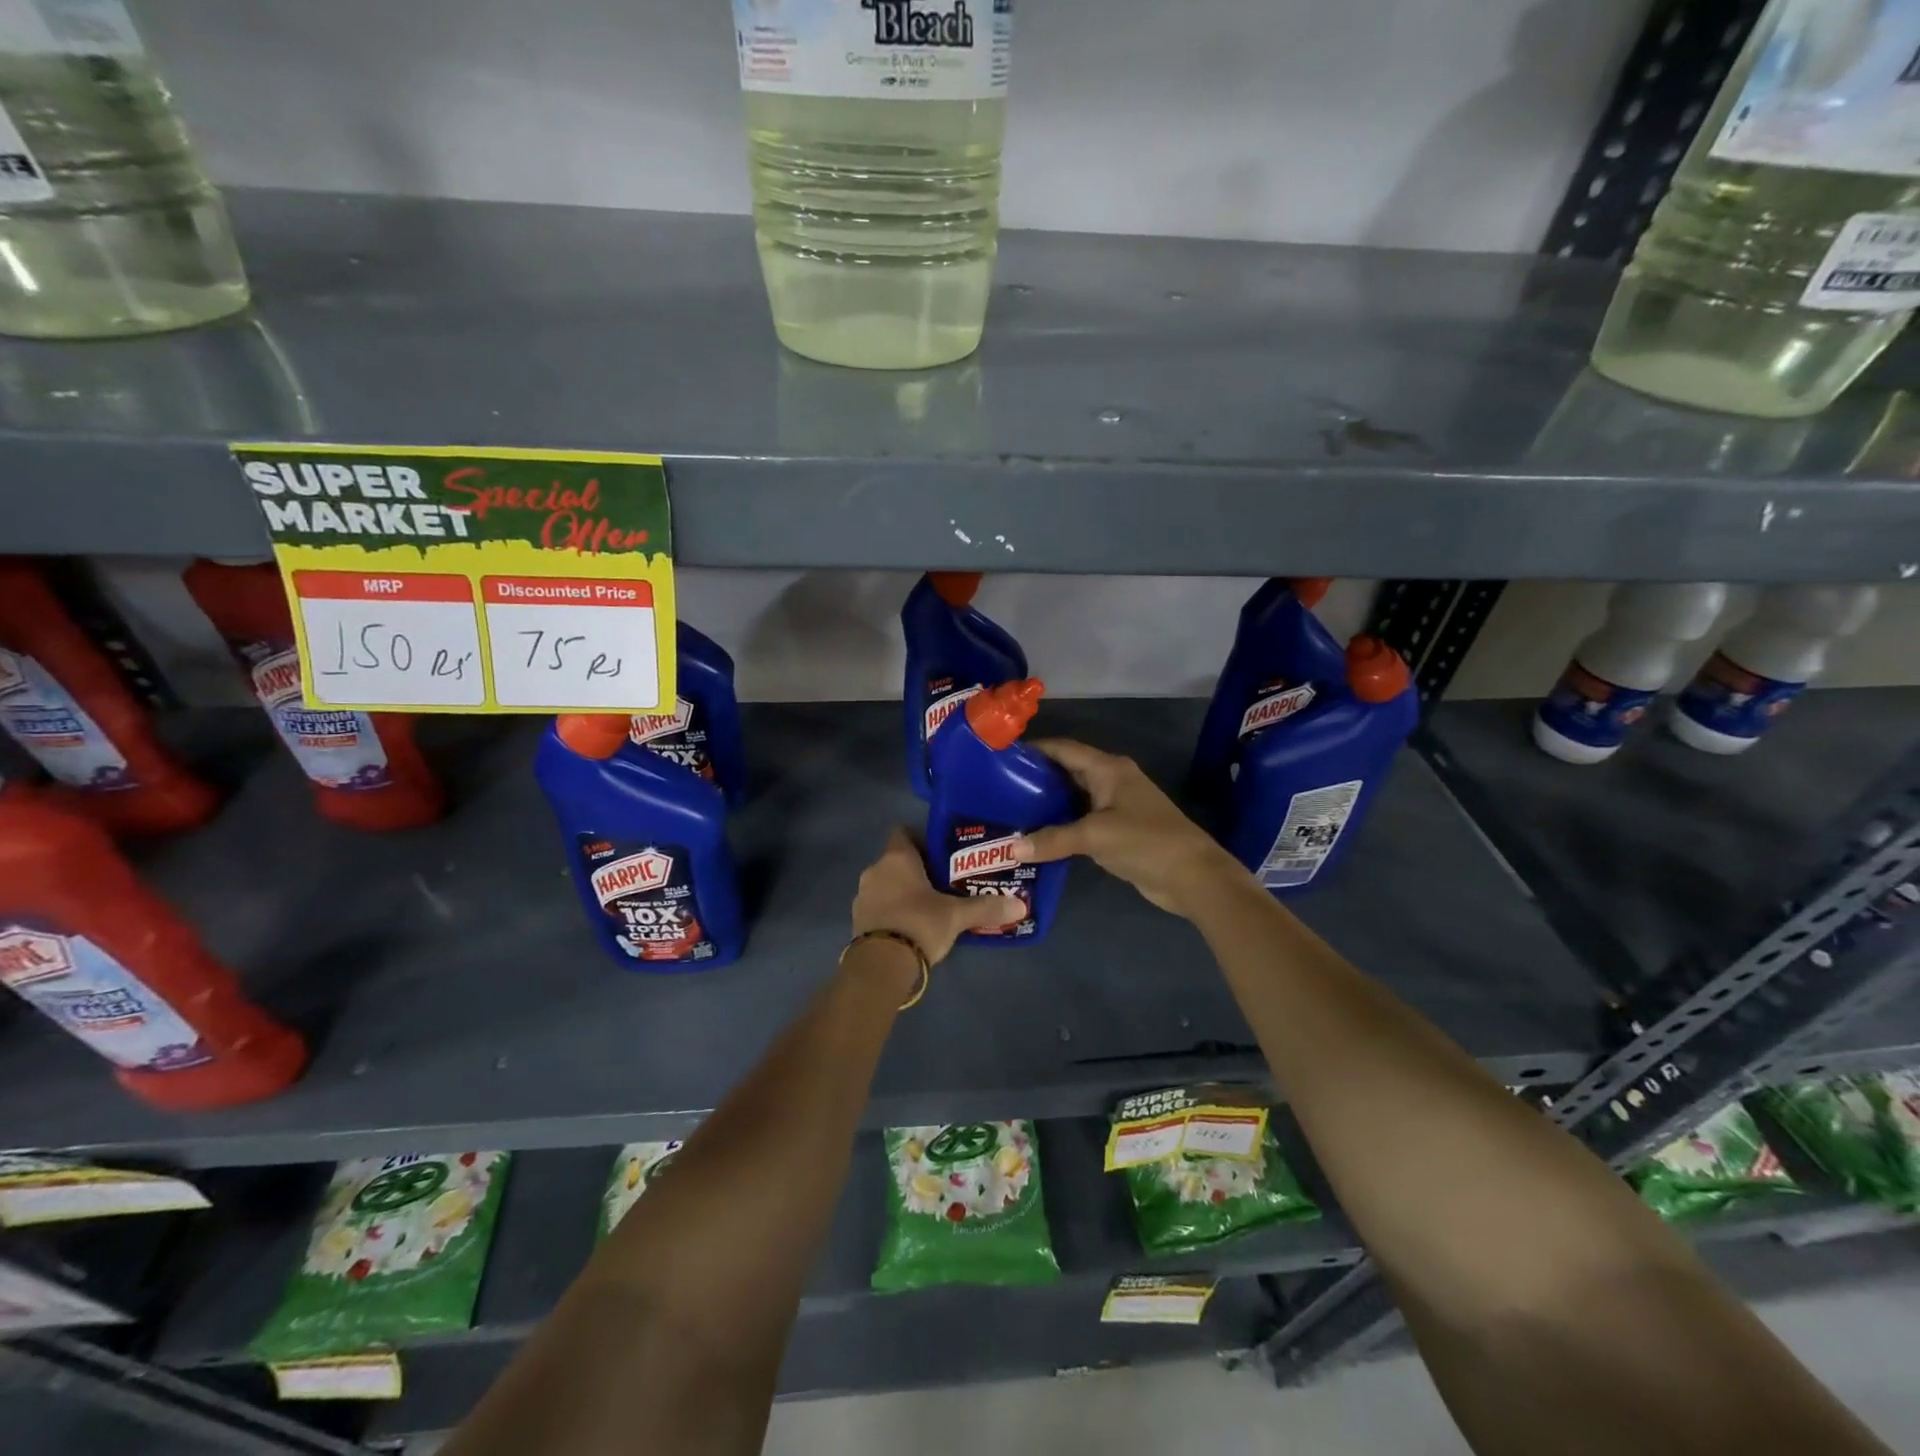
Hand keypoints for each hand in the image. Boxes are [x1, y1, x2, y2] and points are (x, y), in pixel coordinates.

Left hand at [853, 827, 1025, 963]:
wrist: (880, 965)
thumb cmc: (919, 924)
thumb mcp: (957, 916)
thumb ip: (987, 908)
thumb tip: (1020, 905)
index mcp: (896, 858)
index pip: (903, 832)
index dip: (922, 838)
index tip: (942, 853)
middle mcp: (875, 870)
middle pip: (897, 860)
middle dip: (918, 869)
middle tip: (945, 882)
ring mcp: (862, 896)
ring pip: (887, 884)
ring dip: (904, 891)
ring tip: (931, 906)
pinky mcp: (858, 920)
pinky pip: (879, 906)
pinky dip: (893, 910)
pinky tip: (913, 925)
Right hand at [1012, 739, 1245, 918]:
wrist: (1193, 876)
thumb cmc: (1146, 841)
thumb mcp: (1095, 836)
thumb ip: (1052, 839)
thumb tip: (1010, 848)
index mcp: (1108, 769)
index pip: (1064, 749)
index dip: (1034, 749)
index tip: (1001, 757)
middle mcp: (1110, 780)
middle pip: (1066, 771)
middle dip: (1034, 778)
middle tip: (997, 788)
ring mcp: (1115, 806)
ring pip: (1072, 797)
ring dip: (1046, 804)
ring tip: (1009, 811)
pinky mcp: (1116, 830)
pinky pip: (1080, 820)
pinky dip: (1059, 825)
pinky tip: (1035, 836)